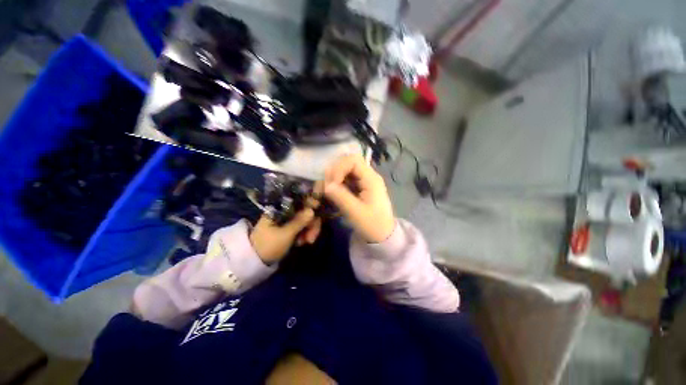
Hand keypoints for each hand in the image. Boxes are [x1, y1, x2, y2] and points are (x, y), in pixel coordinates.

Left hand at [249, 207, 321, 264]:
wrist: (256, 262)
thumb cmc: (268, 245)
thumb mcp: (285, 234)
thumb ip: (299, 222)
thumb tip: (312, 210)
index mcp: (280, 208)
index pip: (299, 200)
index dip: (310, 203)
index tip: (318, 212)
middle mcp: (285, 211)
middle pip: (305, 210)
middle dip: (311, 223)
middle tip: (312, 238)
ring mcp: (288, 219)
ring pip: (305, 219)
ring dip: (309, 230)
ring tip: (307, 242)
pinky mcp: (290, 227)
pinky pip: (302, 226)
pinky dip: (305, 233)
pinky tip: (302, 242)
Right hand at [323, 154, 394, 242]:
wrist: (383, 235)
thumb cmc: (373, 225)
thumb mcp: (356, 213)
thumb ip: (341, 197)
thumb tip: (326, 185)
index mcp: (371, 179)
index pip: (353, 160)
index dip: (339, 168)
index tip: (332, 184)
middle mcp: (368, 176)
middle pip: (348, 162)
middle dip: (335, 172)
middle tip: (327, 187)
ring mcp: (363, 181)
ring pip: (345, 170)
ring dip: (334, 177)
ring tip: (327, 191)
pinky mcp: (359, 187)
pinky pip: (345, 179)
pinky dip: (336, 183)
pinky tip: (332, 193)